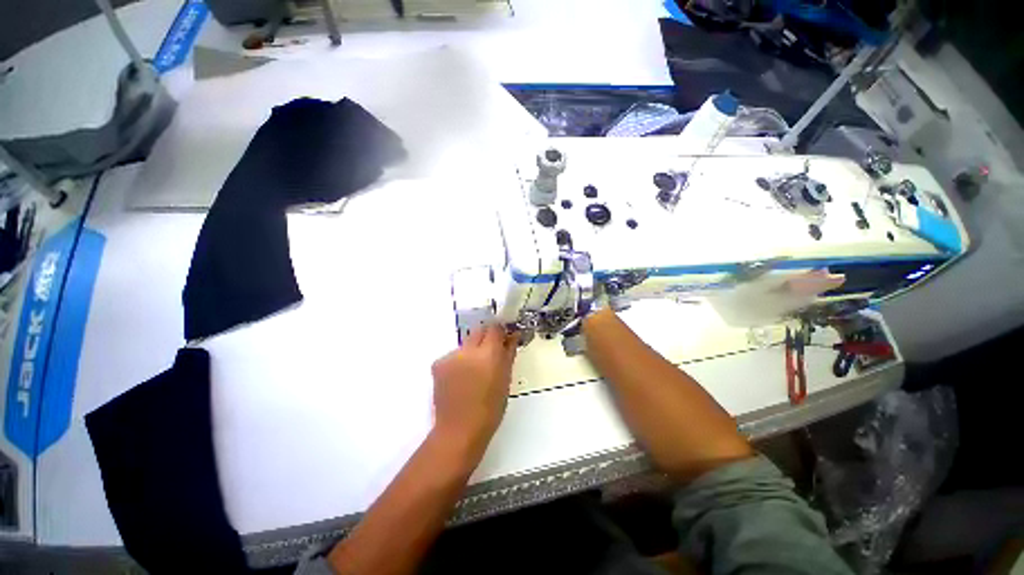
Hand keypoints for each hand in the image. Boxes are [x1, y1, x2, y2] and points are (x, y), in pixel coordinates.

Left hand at [431, 324, 517, 457]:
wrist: (460, 429)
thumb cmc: (491, 407)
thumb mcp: (506, 379)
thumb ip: (508, 353)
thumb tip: (512, 337)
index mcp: (488, 353)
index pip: (494, 328)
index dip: (499, 332)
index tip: (503, 338)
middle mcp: (468, 349)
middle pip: (478, 331)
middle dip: (486, 338)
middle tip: (490, 354)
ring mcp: (450, 356)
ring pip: (465, 344)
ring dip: (472, 351)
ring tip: (473, 371)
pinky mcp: (438, 364)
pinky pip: (453, 355)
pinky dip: (458, 362)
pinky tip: (460, 379)